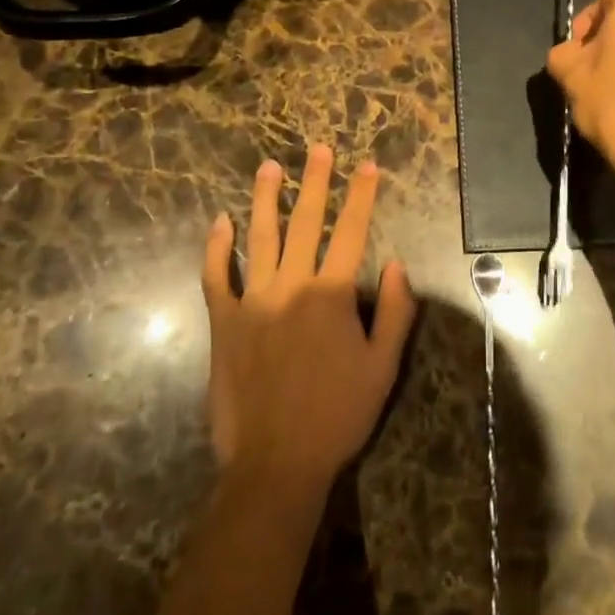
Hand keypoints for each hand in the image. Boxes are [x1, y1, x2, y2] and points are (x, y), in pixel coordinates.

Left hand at [201, 144, 415, 503]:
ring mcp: (252, 302)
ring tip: (269, 167)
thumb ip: (396, 312)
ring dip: (266, 199)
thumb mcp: (383, 367)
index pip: (351, 231)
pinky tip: (221, 222)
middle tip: (318, 149)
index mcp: (331, 294)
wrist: (276, 465)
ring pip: (260, 237)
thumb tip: (398, 264)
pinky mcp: (224, 323)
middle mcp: (291, 286)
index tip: (367, 165)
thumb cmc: (338, 415)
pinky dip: (217, 248)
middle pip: (305, 222)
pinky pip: (217, 277)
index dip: (361, 195)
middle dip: (315, 182)